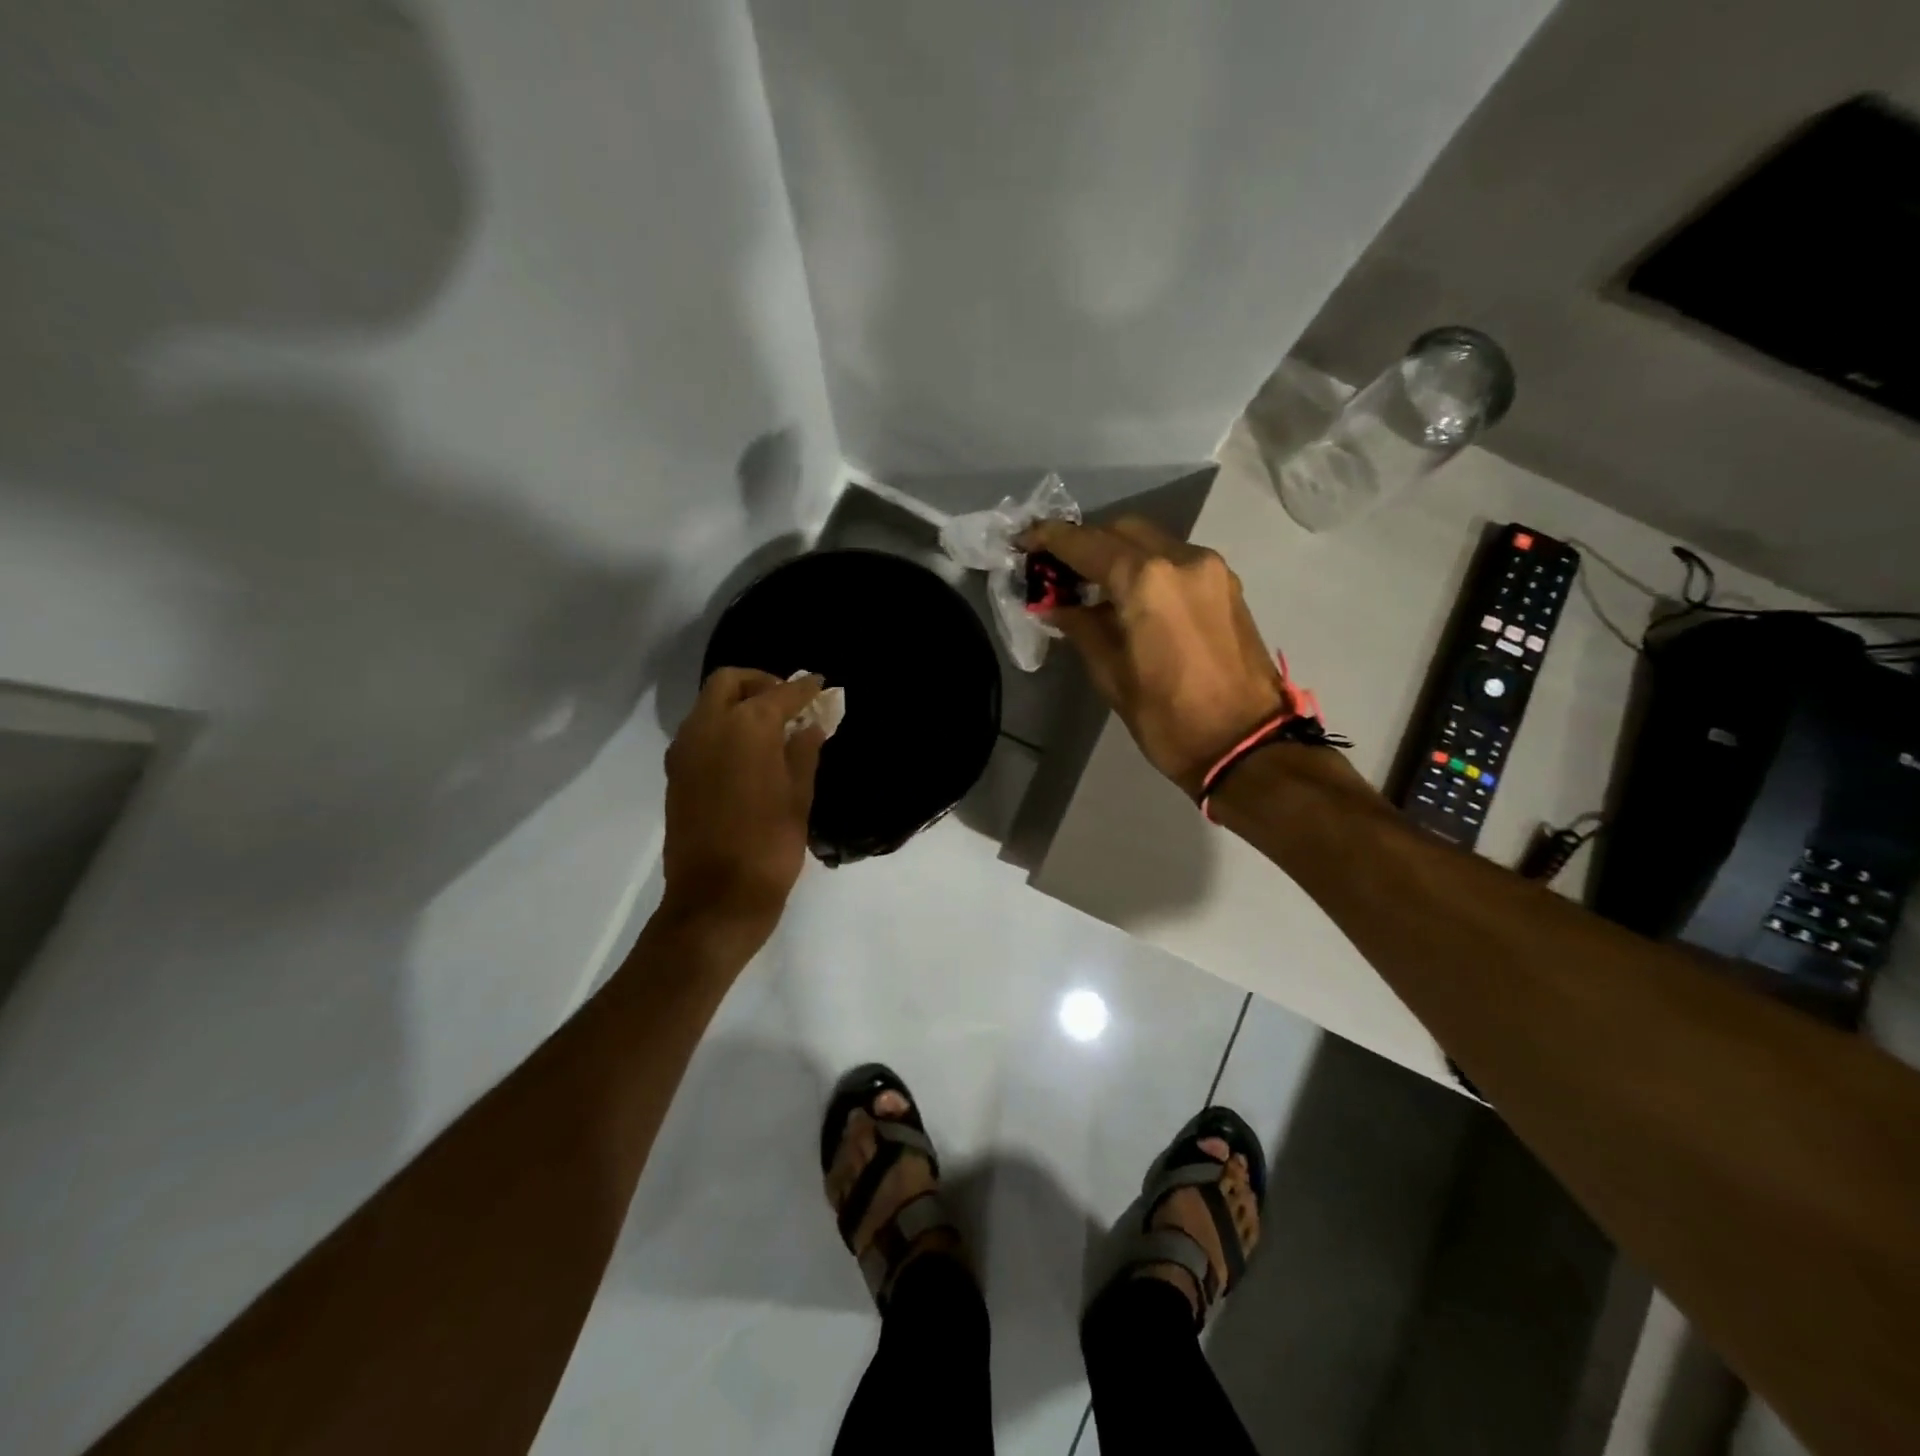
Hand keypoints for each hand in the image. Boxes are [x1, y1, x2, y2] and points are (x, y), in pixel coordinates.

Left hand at [661, 668, 827, 937]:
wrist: (717, 897)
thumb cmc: (770, 845)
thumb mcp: (799, 796)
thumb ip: (804, 752)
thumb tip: (811, 725)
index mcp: (746, 727)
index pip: (780, 693)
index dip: (804, 688)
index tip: (821, 685)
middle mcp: (708, 727)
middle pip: (730, 682)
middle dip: (760, 682)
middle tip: (788, 702)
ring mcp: (685, 749)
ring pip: (708, 704)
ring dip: (738, 702)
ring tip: (771, 727)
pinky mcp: (676, 773)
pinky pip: (699, 731)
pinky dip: (722, 726)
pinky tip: (747, 751)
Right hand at [1025, 518, 1285, 796]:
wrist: (1245, 745)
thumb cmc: (1169, 718)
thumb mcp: (1111, 676)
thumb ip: (1081, 628)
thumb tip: (1056, 605)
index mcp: (1147, 581)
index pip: (1087, 544)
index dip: (1050, 539)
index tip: (1025, 540)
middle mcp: (1182, 559)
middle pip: (1122, 530)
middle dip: (1087, 543)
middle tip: (1058, 570)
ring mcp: (1211, 569)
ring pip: (1153, 542)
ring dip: (1119, 554)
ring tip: (1092, 585)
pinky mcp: (1227, 586)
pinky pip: (1176, 560)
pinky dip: (1148, 567)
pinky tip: (1131, 597)